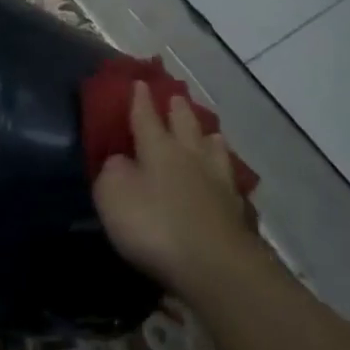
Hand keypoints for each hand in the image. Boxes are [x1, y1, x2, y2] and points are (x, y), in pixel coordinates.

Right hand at [92, 83, 257, 294]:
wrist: (215, 267)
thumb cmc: (154, 224)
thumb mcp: (113, 195)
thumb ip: (113, 172)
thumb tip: (121, 160)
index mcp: (158, 148)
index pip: (145, 116)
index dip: (140, 100)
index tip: (139, 82)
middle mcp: (190, 156)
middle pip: (185, 125)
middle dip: (178, 110)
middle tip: (176, 96)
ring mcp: (218, 182)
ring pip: (213, 149)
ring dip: (208, 137)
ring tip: (209, 132)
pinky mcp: (236, 211)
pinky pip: (229, 181)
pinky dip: (223, 172)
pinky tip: (225, 176)